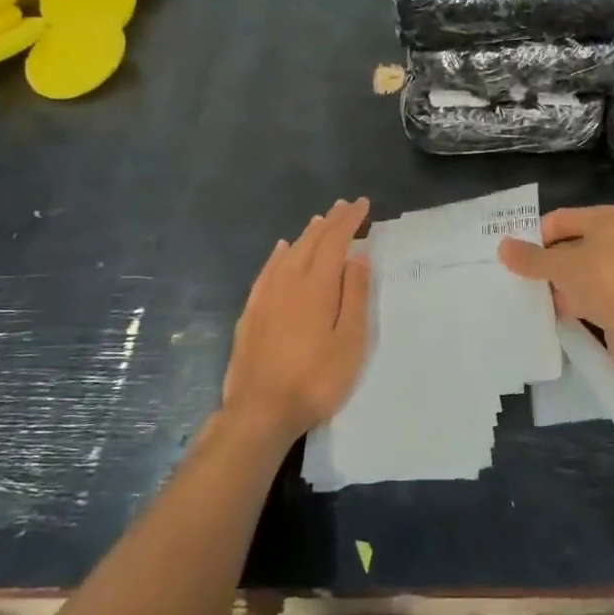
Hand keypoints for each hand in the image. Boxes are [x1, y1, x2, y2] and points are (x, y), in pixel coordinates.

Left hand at [221, 198, 371, 444]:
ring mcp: (266, 296)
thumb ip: (354, 295)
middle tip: (344, 206)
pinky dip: (278, 255)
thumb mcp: (349, 341)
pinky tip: (281, 250)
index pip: (335, 241)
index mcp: (317, 285)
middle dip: (329, 222)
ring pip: (289, 253)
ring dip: (306, 235)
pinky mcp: (251, 312)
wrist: (260, 410)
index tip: (362, 204)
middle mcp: (289, 281)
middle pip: (311, 242)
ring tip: (319, 221)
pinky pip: (267, 270)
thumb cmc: (315, 379)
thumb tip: (358, 255)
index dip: (349, 220)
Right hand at [498, 205, 613, 368]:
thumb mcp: (561, 266)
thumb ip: (531, 258)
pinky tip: (555, 315)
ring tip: (532, 299)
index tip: (514, 258)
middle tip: (519, 280)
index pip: (561, 219)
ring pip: (583, 273)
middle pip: (572, 246)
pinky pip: (595, 295)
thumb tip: (502, 247)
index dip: (535, 237)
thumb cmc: (606, 281)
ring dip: (560, 286)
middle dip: (547, 264)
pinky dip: (577, 302)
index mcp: (609, 219)